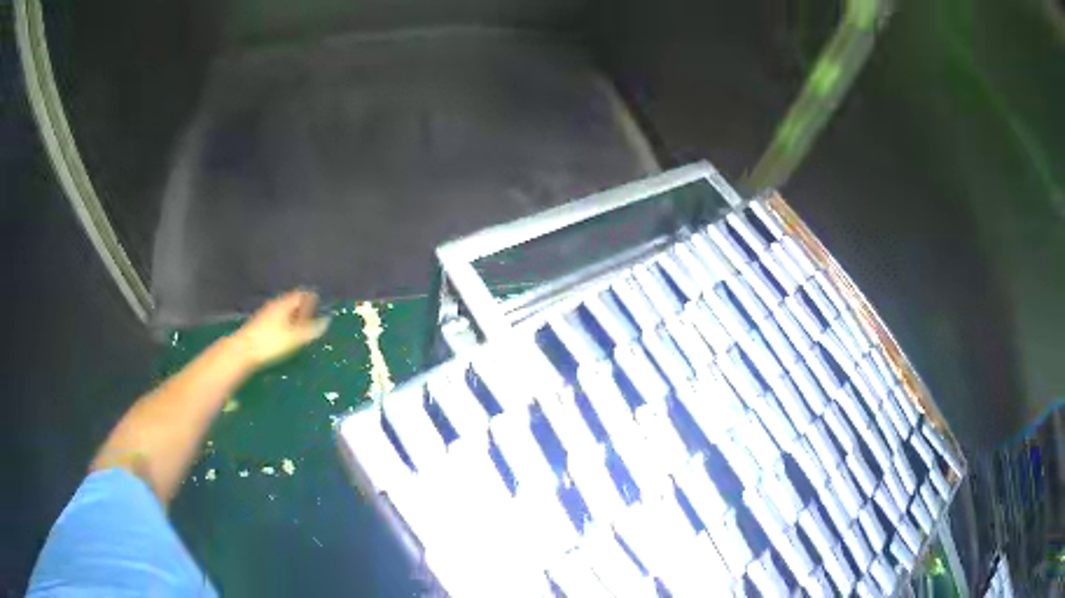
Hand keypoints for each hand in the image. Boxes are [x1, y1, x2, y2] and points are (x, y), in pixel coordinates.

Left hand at [231, 289, 330, 368]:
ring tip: (301, 329)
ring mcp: (265, 314)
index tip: (320, 304)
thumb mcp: (294, 337)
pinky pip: (277, 319)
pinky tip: (286, 336)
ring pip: (283, 311)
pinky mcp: (259, 325)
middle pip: (291, 302)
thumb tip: (327, 320)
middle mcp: (274, 305)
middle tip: (313, 318)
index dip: (311, 298)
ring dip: (293, 318)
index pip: (301, 294)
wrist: (242, 351)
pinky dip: (285, 324)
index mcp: (284, 304)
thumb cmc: (270, 342)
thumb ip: (311, 329)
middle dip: (303, 308)